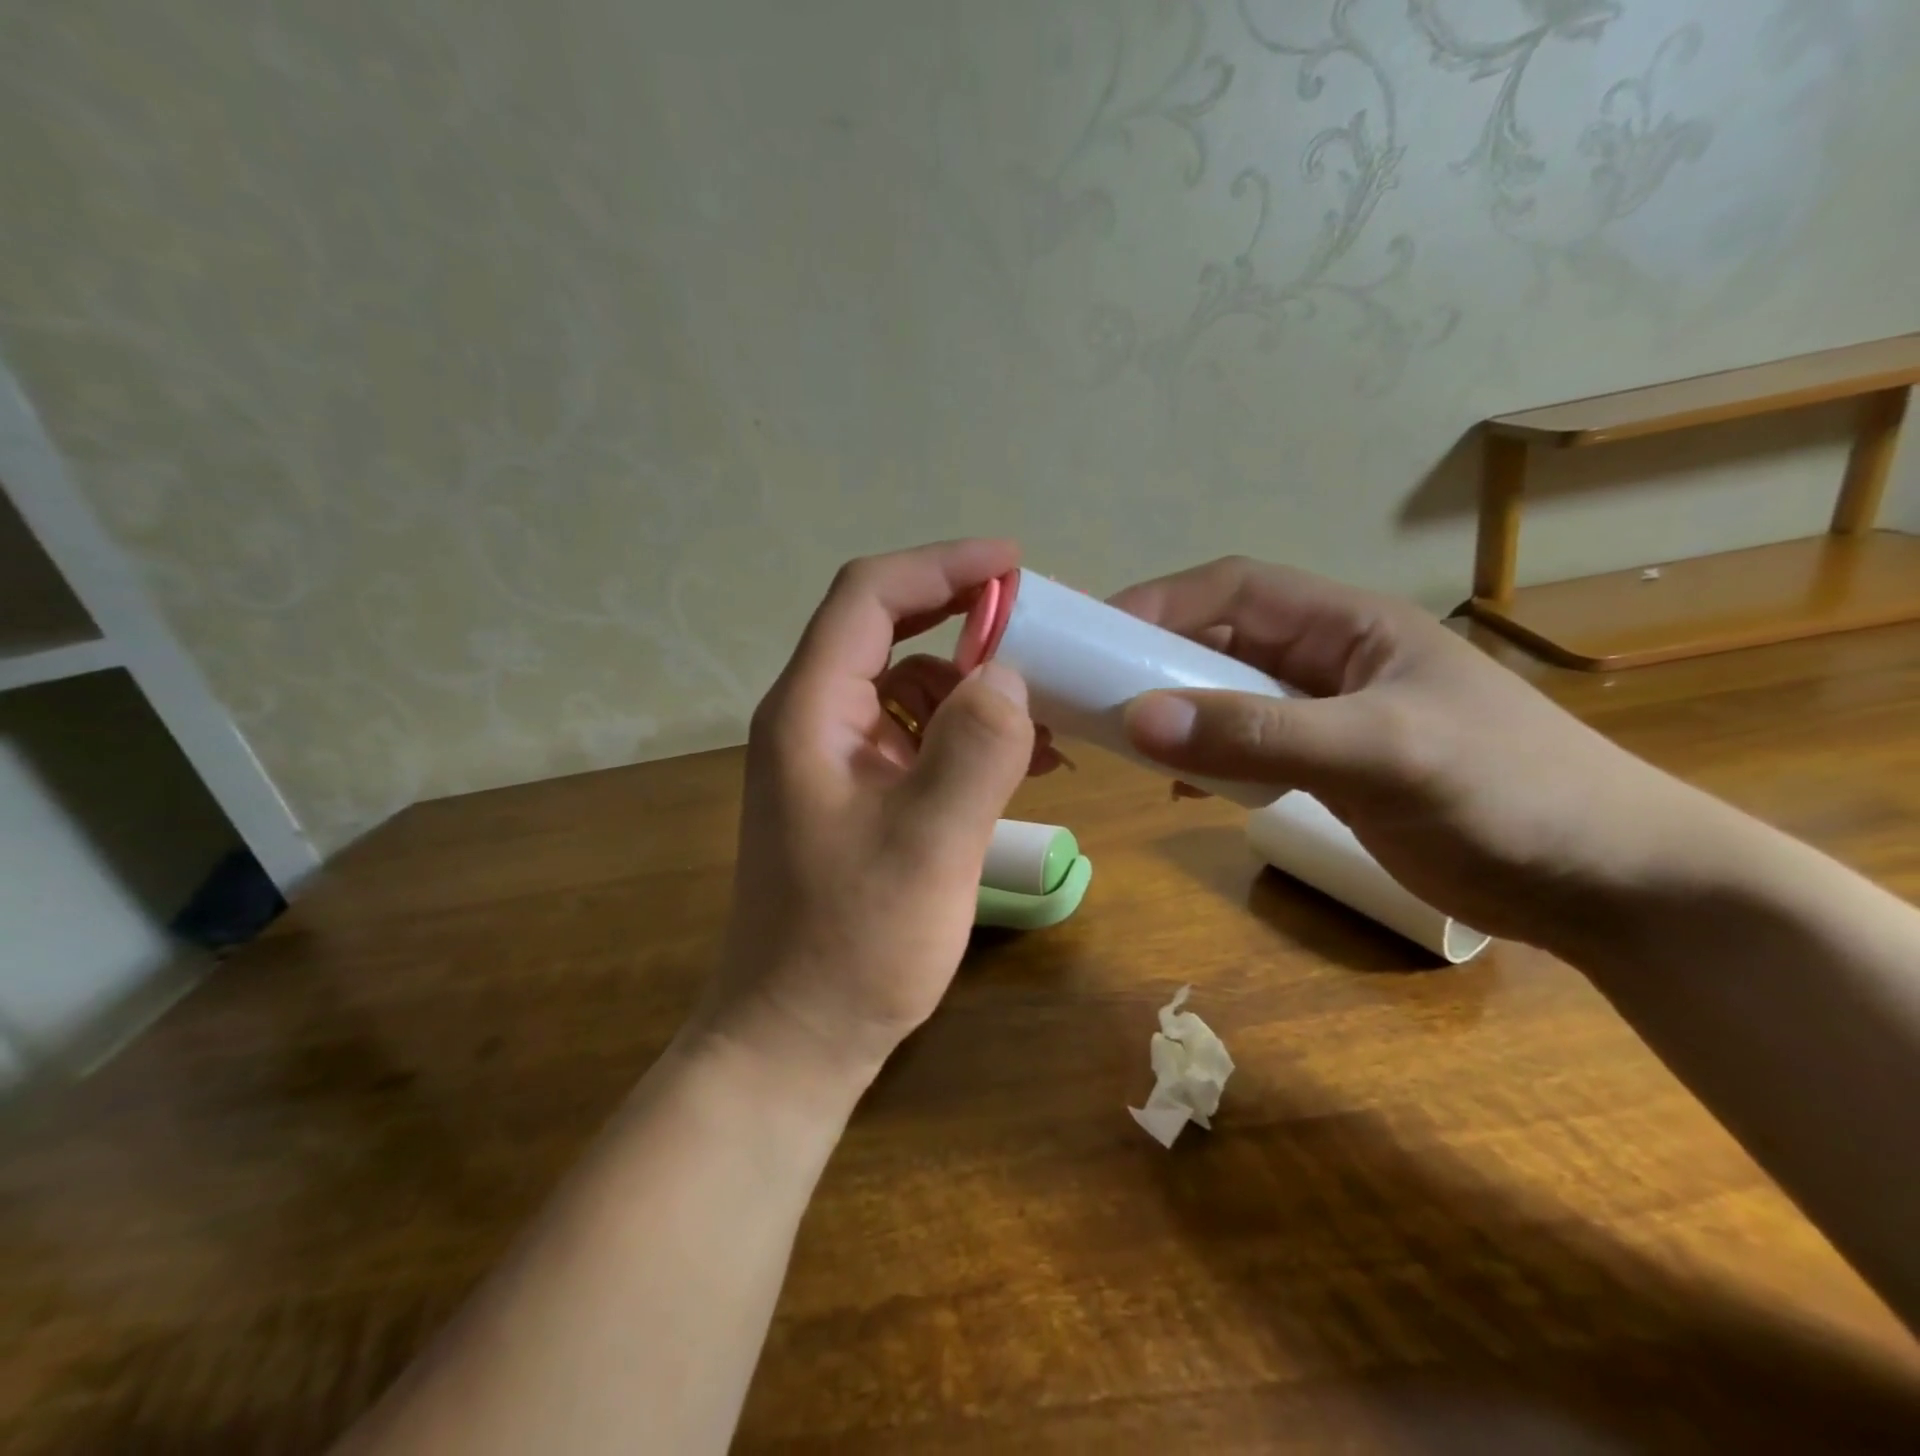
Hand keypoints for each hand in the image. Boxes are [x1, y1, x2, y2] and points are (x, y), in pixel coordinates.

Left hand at [701, 540, 1046, 1089]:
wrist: (797, 1036)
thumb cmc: (853, 944)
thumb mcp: (929, 846)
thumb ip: (975, 749)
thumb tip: (1010, 675)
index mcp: (810, 711)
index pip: (869, 597)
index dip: (941, 567)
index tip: (1013, 565)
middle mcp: (814, 720)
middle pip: (888, 633)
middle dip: (965, 622)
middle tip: (1039, 631)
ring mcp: (834, 760)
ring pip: (909, 688)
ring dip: (973, 689)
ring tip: (1043, 717)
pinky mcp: (857, 796)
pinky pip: (915, 739)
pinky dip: (965, 736)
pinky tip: (1019, 764)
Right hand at [1111, 557, 1699, 950]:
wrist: (1609, 886)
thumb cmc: (1508, 794)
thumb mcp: (1380, 754)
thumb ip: (1259, 736)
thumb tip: (1137, 719)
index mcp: (1346, 625)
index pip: (1234, 588)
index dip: (1161, 601)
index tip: (1096, 638)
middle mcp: (1328, 660)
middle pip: (1220, 641)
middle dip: (1154, 661)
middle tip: (1090, 697)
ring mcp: (1326, 717)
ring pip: (1226, 697)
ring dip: (1175, 713)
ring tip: (1123, 743)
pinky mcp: (1327, 769)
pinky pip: (1245, 749)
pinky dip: (1205, 760)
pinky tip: (1180, 788)